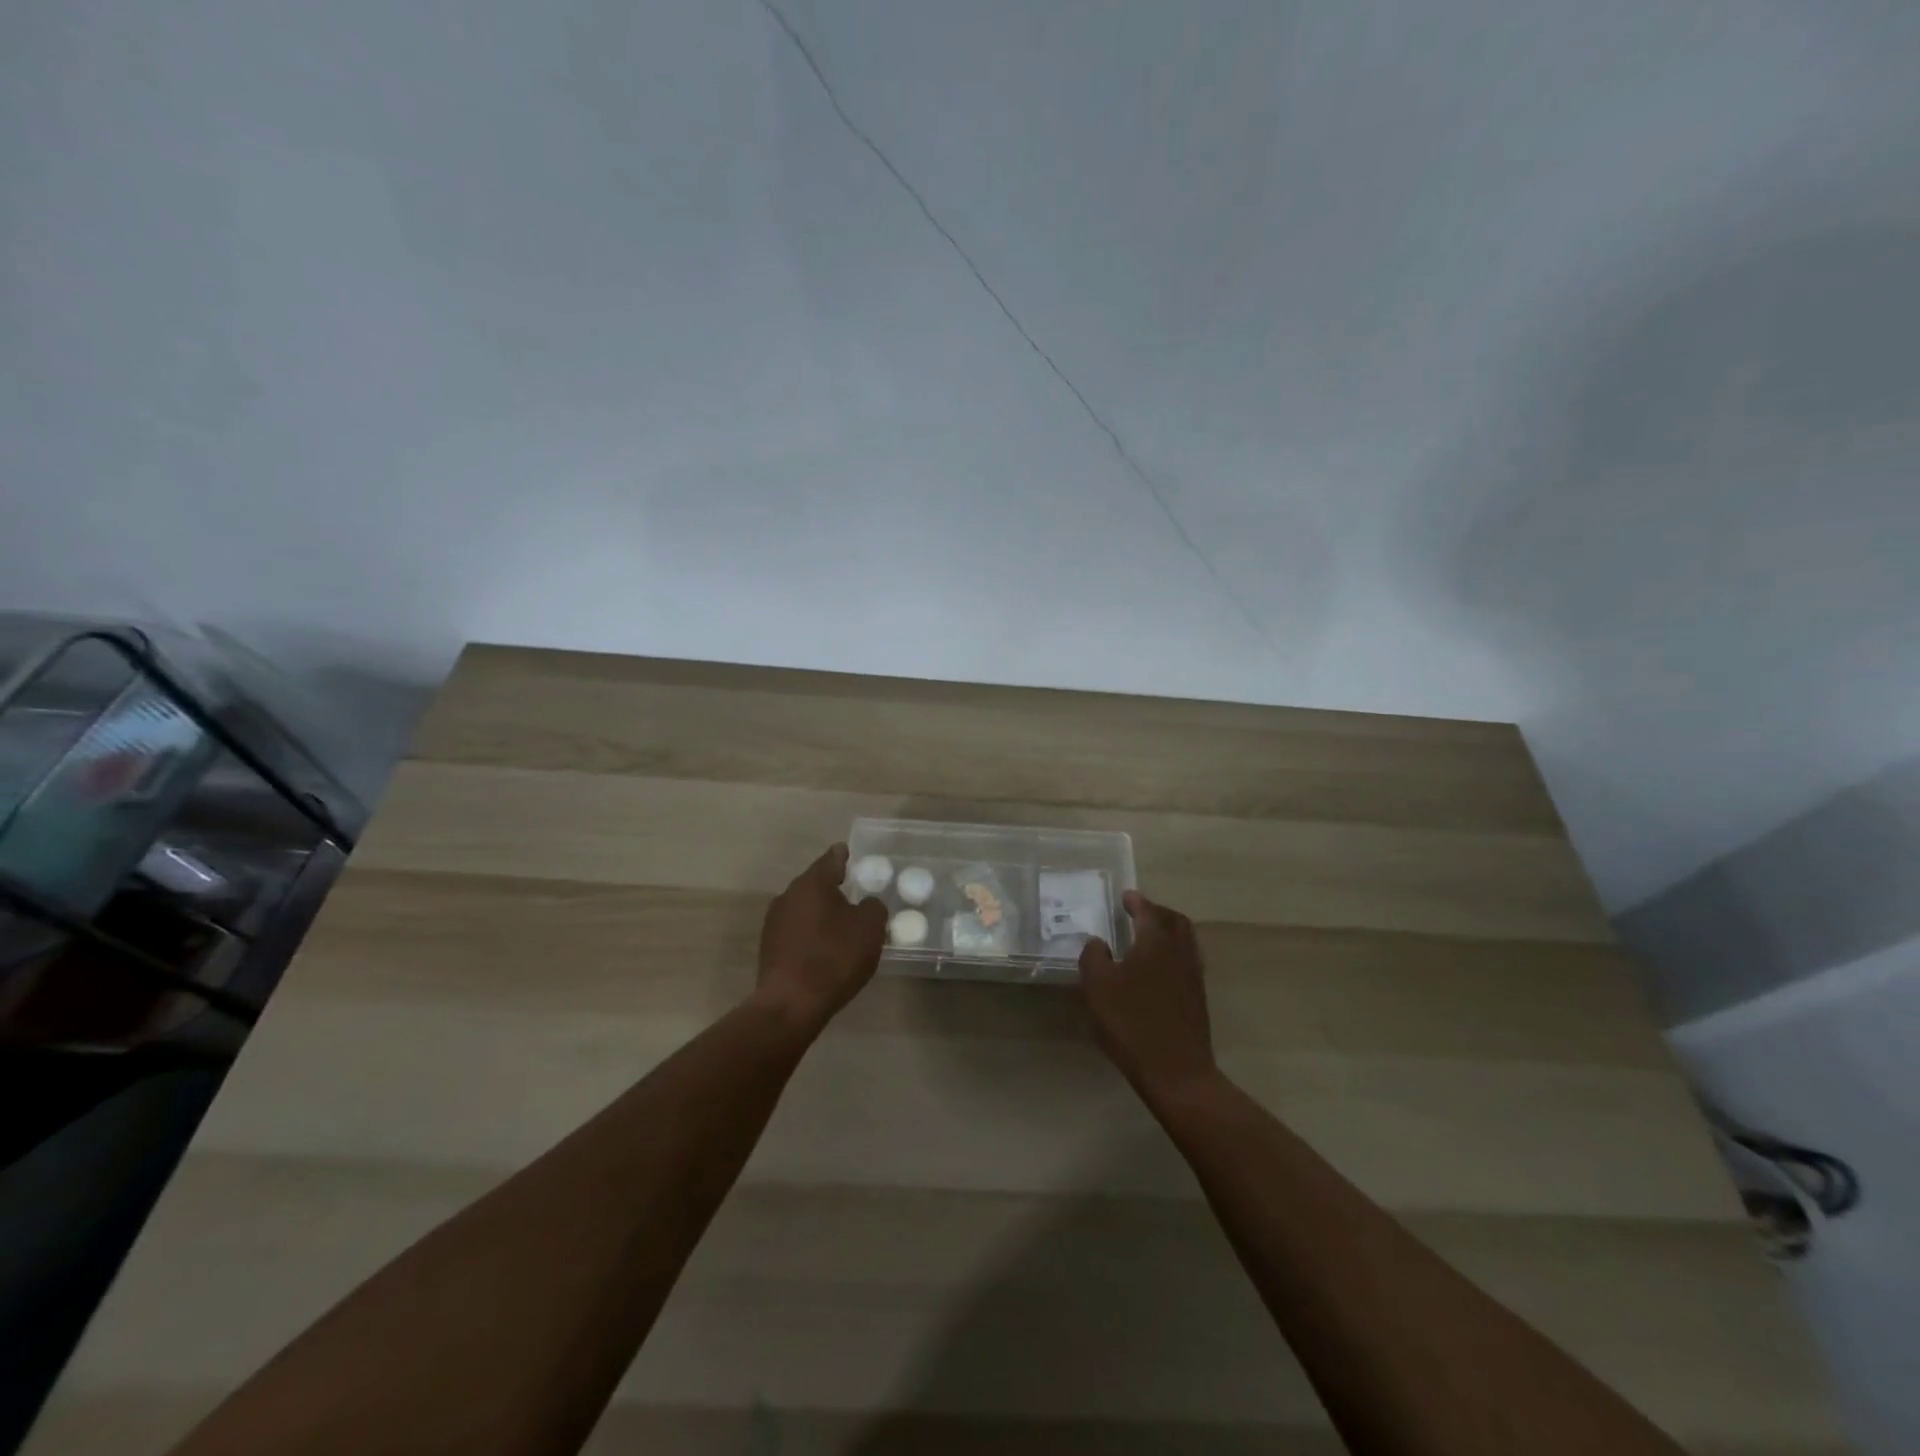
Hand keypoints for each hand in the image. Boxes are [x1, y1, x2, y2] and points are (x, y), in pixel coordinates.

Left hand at [754, 844, 886, 1034]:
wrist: (791, 1004)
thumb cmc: (835, 957)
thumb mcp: (870, 928)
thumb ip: (873, 907)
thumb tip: (866, 904)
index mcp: (812, 882)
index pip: (832, 858)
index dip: (845, 856)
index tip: (854, 857)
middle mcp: (789, 894)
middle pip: (816, 883)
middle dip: (834, 888)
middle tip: (855, 896)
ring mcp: (774, 922)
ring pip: (805, 908)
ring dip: (822, 913)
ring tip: (842, 927)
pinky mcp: (769, 947)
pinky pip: (797, 931)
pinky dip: (811, 934)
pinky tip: (825, 951)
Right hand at [1079, 890, 1218, 1103]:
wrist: (1176, 1072)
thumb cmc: (1131, 1022)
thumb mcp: (1098, 986)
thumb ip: (1093, 956)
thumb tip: (1097, 942)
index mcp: (1156, 942)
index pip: (1148, 911)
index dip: (1136, 901)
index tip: (1125, 896)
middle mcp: (1180, 952)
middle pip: (1175, 921)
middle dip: (1157, 912)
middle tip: (1139, 912)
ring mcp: (1193, 976)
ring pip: (1185, 941)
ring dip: (1168, 932)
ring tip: (1147, 938)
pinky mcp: (1197, 998)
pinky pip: (1187, 960)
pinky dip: (1173, 953)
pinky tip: (1157, 969)